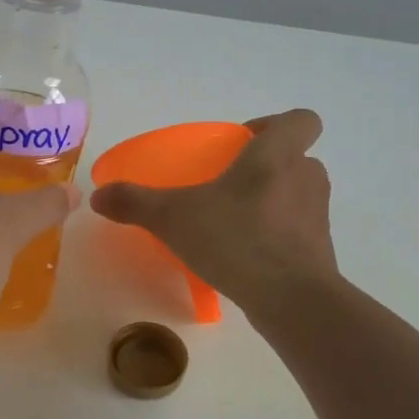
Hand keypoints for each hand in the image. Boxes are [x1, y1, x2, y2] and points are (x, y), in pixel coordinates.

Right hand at [90, 109, 337, 312]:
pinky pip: (298, 232)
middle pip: (296, 158)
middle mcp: (306, 178)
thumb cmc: (237, 239)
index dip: (276, 124)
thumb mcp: (174, 217)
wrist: (291, 300)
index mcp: (278, 155)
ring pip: (298, 195)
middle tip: (229, 186)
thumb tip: (98, 196)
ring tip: (235, 223)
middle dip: (266, 168)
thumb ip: (135, 202)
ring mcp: (318, 216)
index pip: (301, 119)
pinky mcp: (321, 251)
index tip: (244, 143)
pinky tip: (248, 257)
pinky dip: (278, 237)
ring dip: (273, 202)